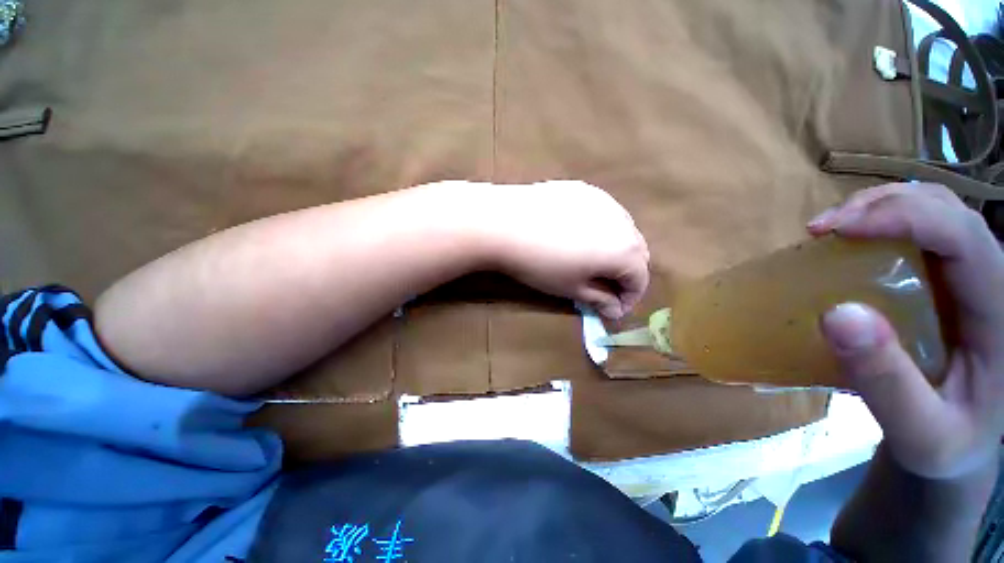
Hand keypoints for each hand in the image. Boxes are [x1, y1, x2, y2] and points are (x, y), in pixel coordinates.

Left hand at [470, 180, 649, 318]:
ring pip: (621, 229)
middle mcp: (623, 221)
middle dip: (625, 273)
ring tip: (591, 260)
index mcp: (625, 250)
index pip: (639, 279)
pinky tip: (577, 234)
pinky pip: (602, 212)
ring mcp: (603, 200)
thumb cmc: (540, 264)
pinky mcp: (584, 189)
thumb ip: (599, 299)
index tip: (613, 308)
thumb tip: (615, 310)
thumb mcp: (571, 288)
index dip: (629, 298)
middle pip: (636, 252)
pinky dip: (599, 229)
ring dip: (614, 249)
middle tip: (604, 286)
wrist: (505, 224)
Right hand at [809, 183, 1003, 479]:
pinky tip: (851, 242)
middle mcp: (992, 281)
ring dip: (878, 208)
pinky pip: (918, 232)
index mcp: (1001, 313)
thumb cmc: (947, 445)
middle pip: (946, 209)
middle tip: (822, 230)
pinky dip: (880, 223)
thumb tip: (837, 314)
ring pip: (933, 210)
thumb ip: (887, 382)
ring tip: (831, 231)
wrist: (960, 444)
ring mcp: (970, 278)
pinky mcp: (946, 282)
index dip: (902, 217)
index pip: (963, 236)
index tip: (836, 231)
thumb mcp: (920, 433)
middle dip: (882, 205)